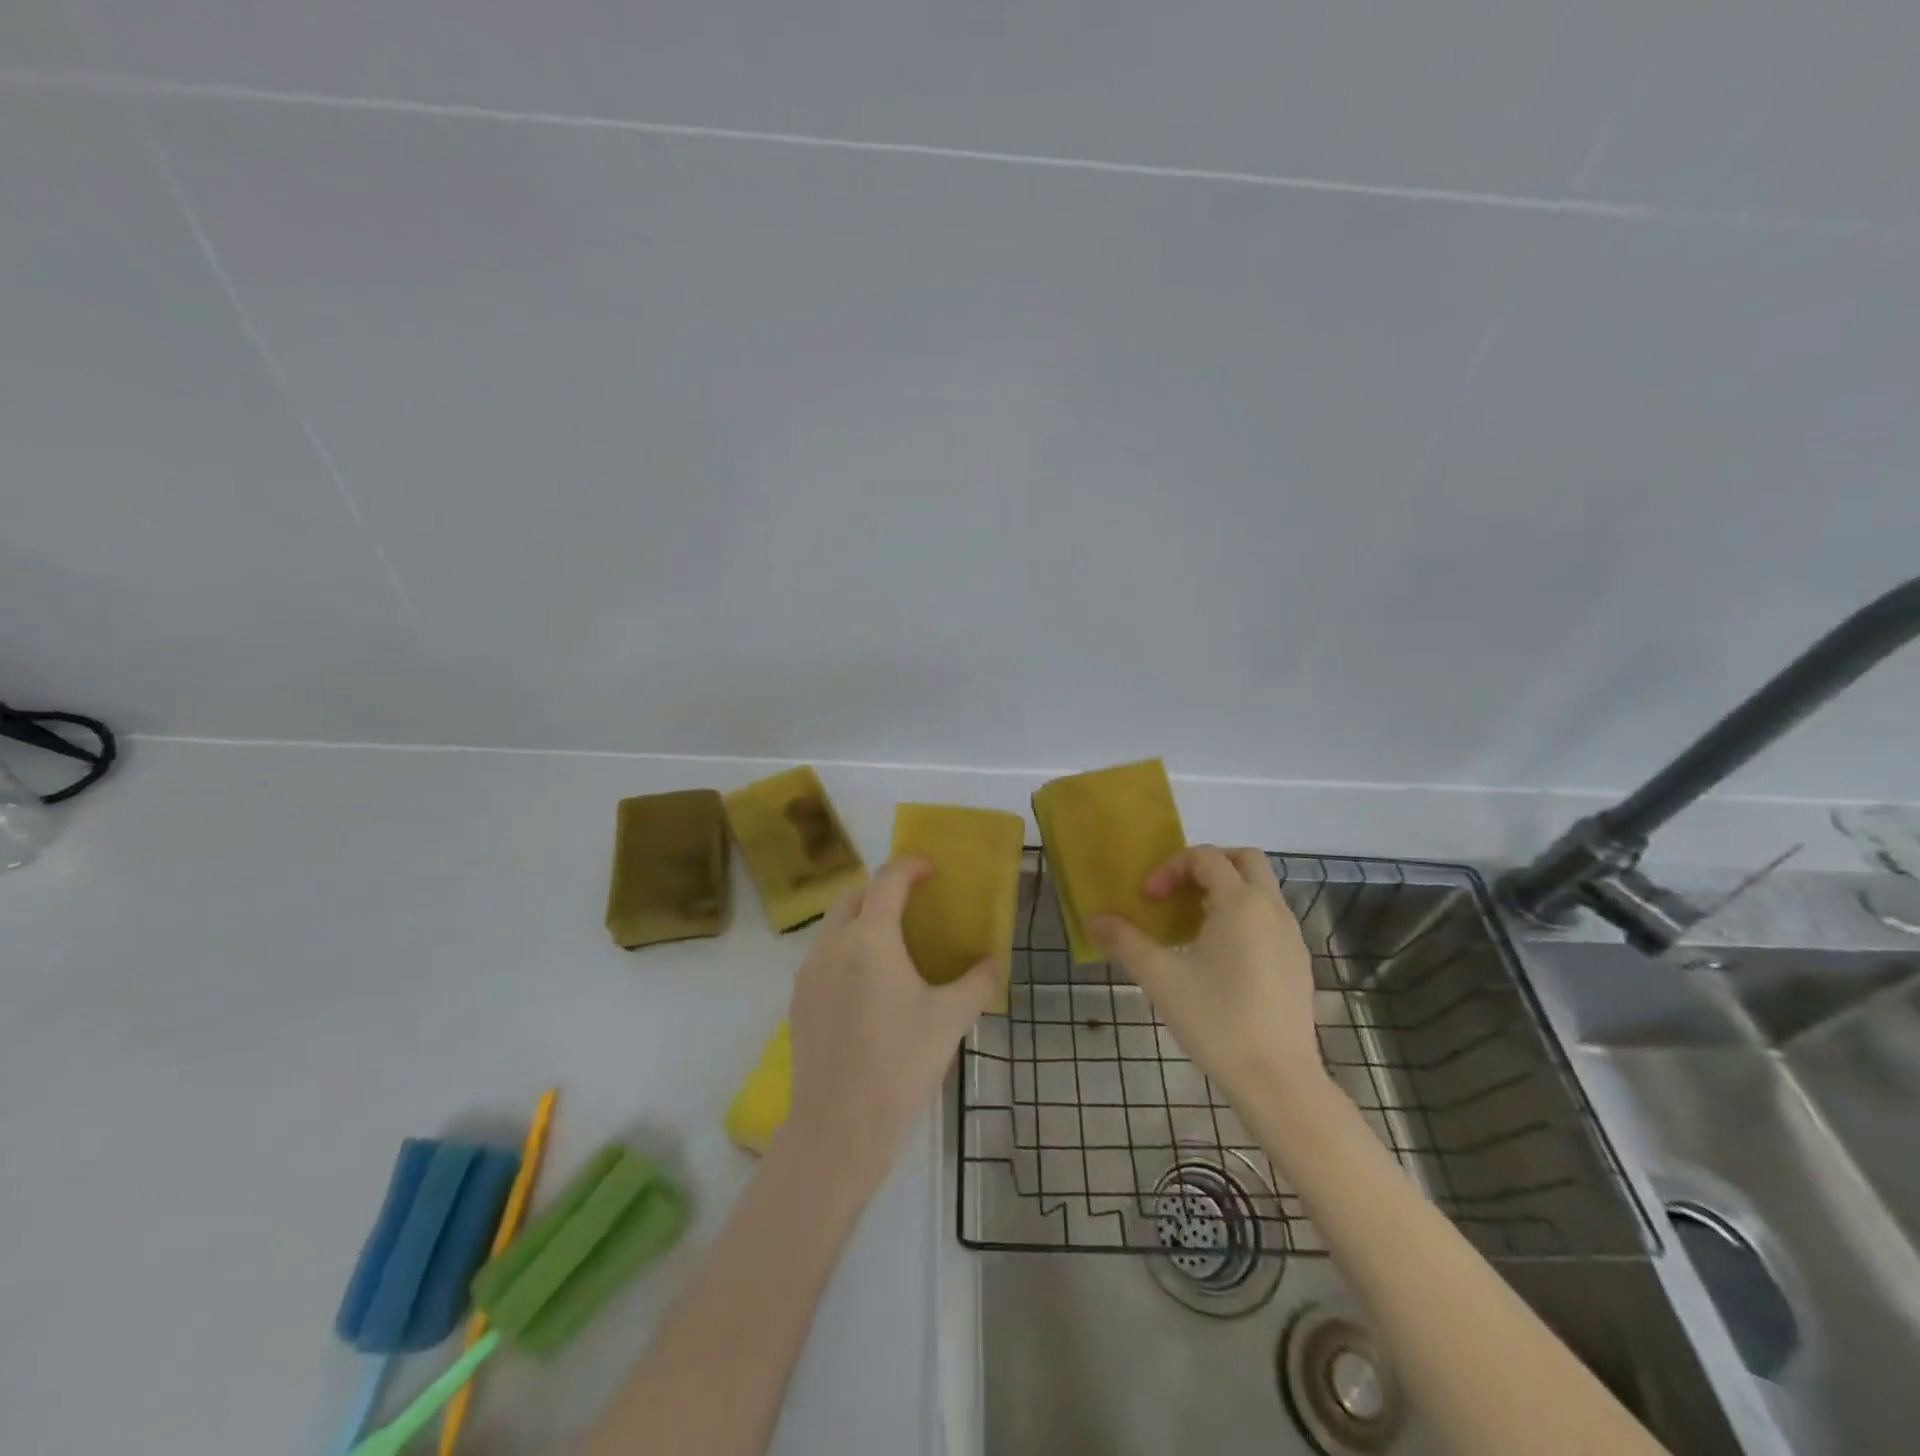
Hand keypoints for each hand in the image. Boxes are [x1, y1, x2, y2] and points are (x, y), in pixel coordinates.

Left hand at [784, 856, 1000, 1184]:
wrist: (839, 1126)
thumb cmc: (900, 1063)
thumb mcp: (949, 1020)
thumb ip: (977, 983)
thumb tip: (994, 963)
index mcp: (870, 938)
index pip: (887, 880)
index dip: (909, 865)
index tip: (929, 868)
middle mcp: (833, 944)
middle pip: (852, 895)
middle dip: (880, 889)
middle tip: (910, 904)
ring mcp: (809, 973)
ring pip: (833, 926)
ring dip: (860, 919)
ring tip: (890, 944)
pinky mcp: (798, 1001)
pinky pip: (822, 957)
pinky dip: (845, 950)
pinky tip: (866, 986)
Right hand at [1091, 846, 1323, 1103]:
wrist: (1278, 1080)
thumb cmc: (1216, 1019)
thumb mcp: (1160, 978)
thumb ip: (1125, 942)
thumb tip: (1094, 920)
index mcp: (1240, 902)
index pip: (1205, 857)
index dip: (1170, 868)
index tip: (1148, 899)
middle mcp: (1272, 909)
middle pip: (1245, 860)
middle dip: (1208, 865)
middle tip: (1178, 893)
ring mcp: (1291, 936)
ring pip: (1261, 890)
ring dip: (1226, 892)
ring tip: (1194, 927)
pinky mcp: (1299, 963)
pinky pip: (1270, 919)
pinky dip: (1244, 917)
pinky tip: (1221, 958)